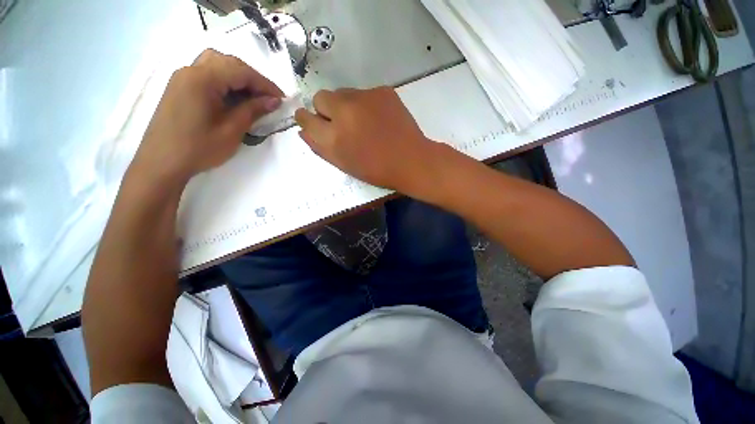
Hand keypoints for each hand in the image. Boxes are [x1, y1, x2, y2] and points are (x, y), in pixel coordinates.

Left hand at [132, 49, 283, 183]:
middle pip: (228, 62)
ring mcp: (182, 77)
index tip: (282, 99)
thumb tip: (274, 101)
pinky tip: (233, 97)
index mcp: (202, 79)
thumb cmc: (199, 148)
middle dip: (253, 78)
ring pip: (216, 64)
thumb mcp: (232, 130)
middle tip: (269, 98)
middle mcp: (190, 70)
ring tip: (252, 96)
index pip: (241, 71)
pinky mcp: (180, 87)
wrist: (162, 163)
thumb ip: (253, 110)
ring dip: (238, 76)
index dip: (265, 84)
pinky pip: (206, 74)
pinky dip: (224, 80)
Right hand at [294, 87, 434, 192]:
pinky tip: (379, 119)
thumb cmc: (377, 170)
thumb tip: (304, 130)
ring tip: (364, 123)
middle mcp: (345, 111)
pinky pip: (364, 93)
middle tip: (342, 124)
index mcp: (334, 136)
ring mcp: (365, 97)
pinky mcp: (382, 91)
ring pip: (343, 93)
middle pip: (321, 97)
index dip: (307, 119)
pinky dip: (366, 105)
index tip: (312, 121)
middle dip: (326, 110)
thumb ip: (320, 148)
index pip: (306, 118)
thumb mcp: (345, 164)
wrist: (411, 161)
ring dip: (346, 106)